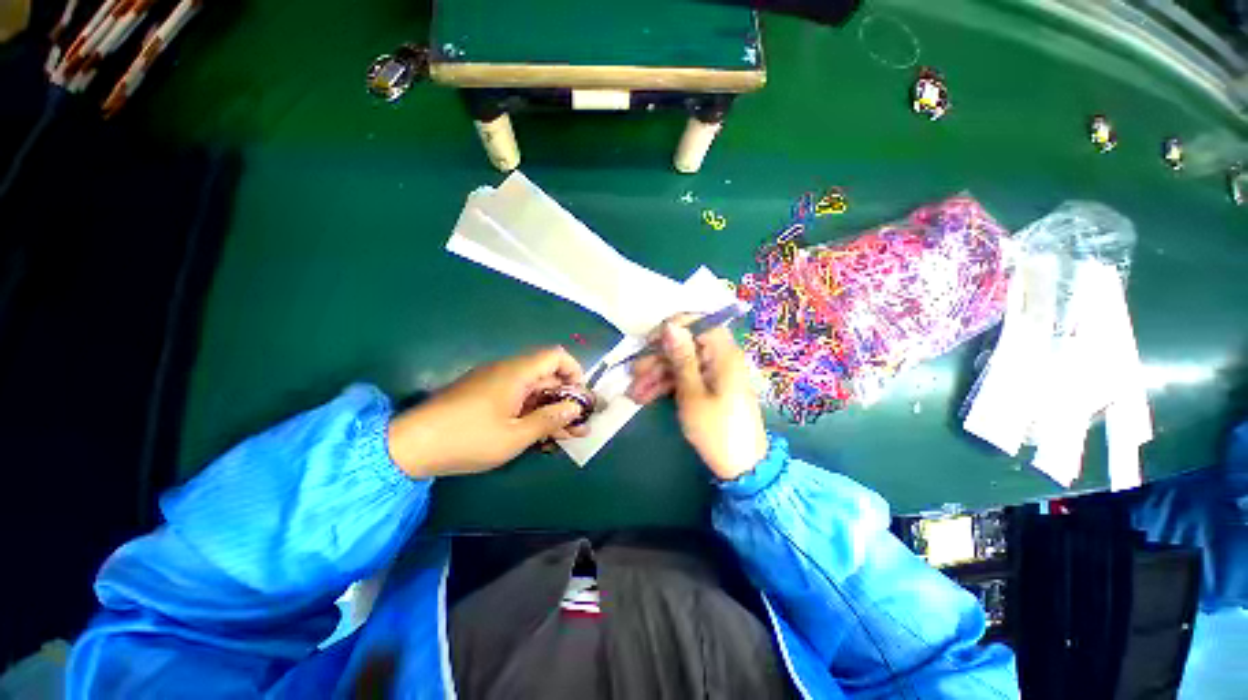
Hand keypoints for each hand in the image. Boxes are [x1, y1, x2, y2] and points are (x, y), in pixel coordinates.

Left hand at [387, 347, 590, 477]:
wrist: (409, 446)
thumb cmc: (468, 439)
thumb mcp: (515, 435)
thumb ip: (549, 420)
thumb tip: (575, 408)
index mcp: (516, 372)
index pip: (556, 355)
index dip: (574, 371)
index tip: (580, 396)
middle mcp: (507, 371)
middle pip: (547, 375)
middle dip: (566, 398)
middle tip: (578, 424)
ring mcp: (493, 384)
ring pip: (533, 390)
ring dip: (550, 408)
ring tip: (565, 434)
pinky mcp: (483, 396)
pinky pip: (516, 397)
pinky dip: (531, 411)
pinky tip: (538, 434)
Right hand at [628, 318, 767, 480]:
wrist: (742, 468)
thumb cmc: (717, 430)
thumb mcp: (692, 393)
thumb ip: (681, 358)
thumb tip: (670, 325)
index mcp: (723, 353)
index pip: (698, 323)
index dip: (671, 329)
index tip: (649, 343)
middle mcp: (720, 358)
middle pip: (685, 346)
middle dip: (657, 359)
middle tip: (633, 374)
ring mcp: (714, 373)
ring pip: (681, 364)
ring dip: (656, 376)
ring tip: (633, 393)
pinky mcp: (709, 387)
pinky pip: (685, 378)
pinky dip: (667, 386)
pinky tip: (645, 397)